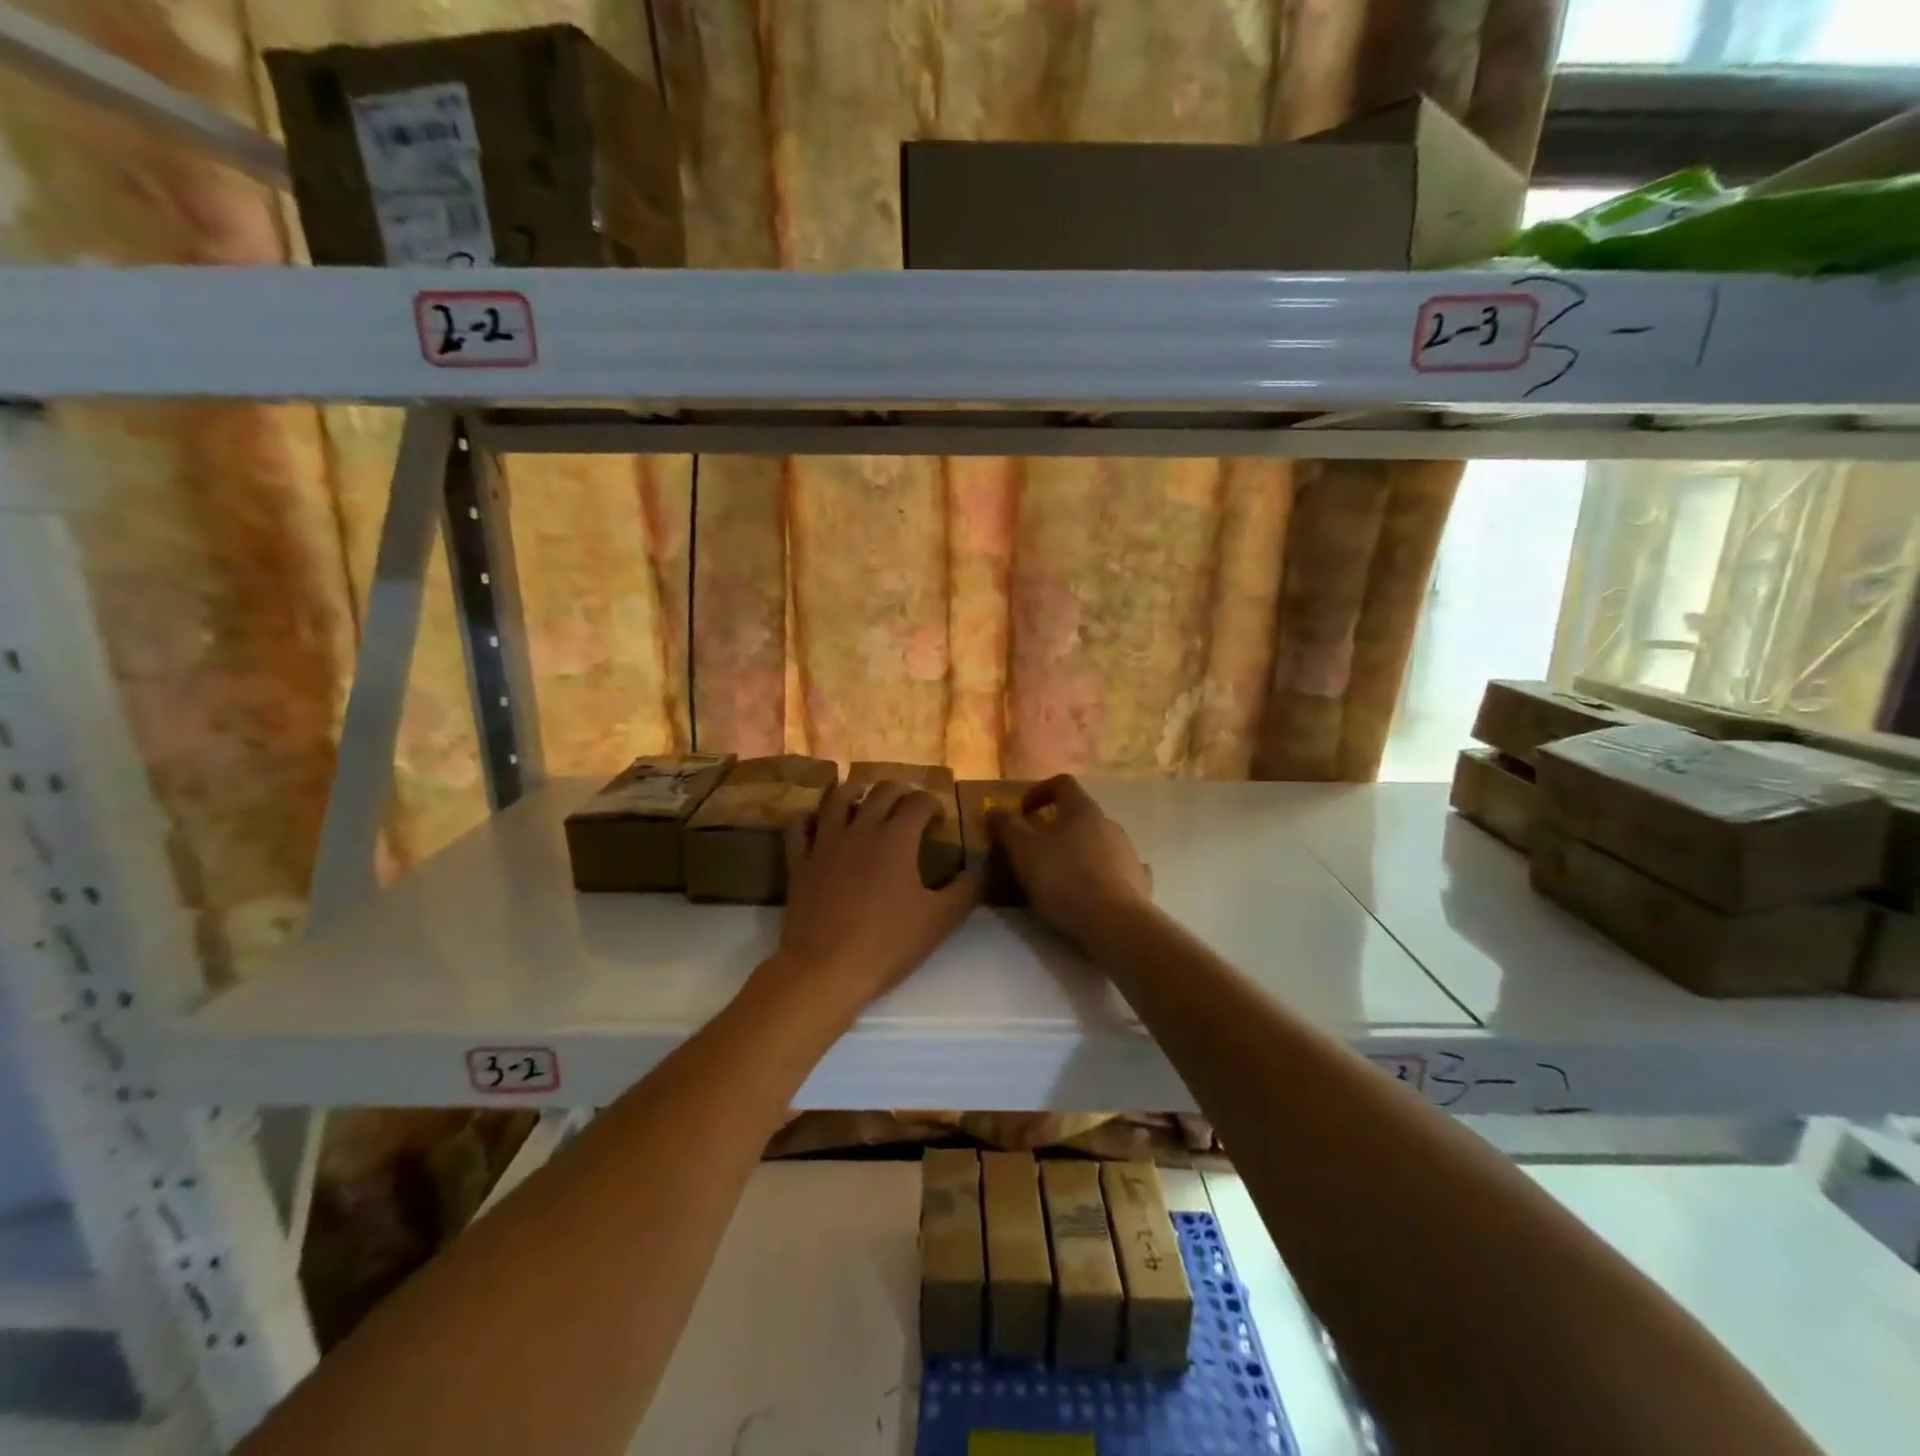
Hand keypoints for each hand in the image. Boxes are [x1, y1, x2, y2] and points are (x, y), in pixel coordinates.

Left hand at [774, 780, 976, 1008]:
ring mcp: (825, 842)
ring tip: (863, 797)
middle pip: (880, 791)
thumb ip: (965, 890)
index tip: (939, 820)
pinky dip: (809, 818)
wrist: (826, 969)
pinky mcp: (800, 861)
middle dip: (899, 791)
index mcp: (897, 837)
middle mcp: (861, 828)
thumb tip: (977, 868)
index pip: (919, 801)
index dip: (933, 804)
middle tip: (908, 806)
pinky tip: (816, 822)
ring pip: (837, 798)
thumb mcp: (940, 920)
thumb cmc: (888, 943)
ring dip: (854, 791)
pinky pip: (799, 826)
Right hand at [990, 775, 1151, 950]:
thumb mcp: (1023, 851)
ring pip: (1099, 841)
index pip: (1062, 783)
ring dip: (1079, 850)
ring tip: (1061, 874)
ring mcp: (1128, 852)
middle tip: (1036, 847)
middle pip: (1081, 814)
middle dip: (1058, 826)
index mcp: (1082, 809)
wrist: (1113, 923)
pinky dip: (1103, 873)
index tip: (1022, 812)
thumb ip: (1006, 826)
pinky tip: (1094, 890)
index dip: (1039, 791)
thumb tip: (994, 809)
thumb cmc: (1063, 879)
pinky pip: (1118, 868)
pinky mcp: (1139, 880)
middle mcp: (1109, 823)